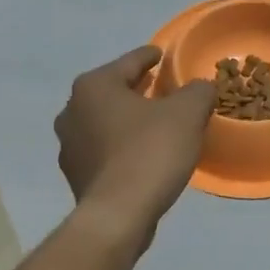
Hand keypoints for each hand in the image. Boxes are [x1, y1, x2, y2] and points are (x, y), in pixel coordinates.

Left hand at [55, 46, 214, 238]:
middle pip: (113, 91)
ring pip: (105, 121)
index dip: (150, 57)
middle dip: (137, 89)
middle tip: (162, 90)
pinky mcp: (75, 174)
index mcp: (95, 85)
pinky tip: (141, 155)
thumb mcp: (187, 114)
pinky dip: (121, 146)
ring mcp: (69, 144)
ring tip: (153, 124)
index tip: (162, 55)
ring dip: (127, 120)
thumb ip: (197, 91)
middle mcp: (72, 109)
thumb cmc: (150, 152)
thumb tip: (200, 87)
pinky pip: (103, 150)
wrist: (118, 214)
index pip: (129, 62)